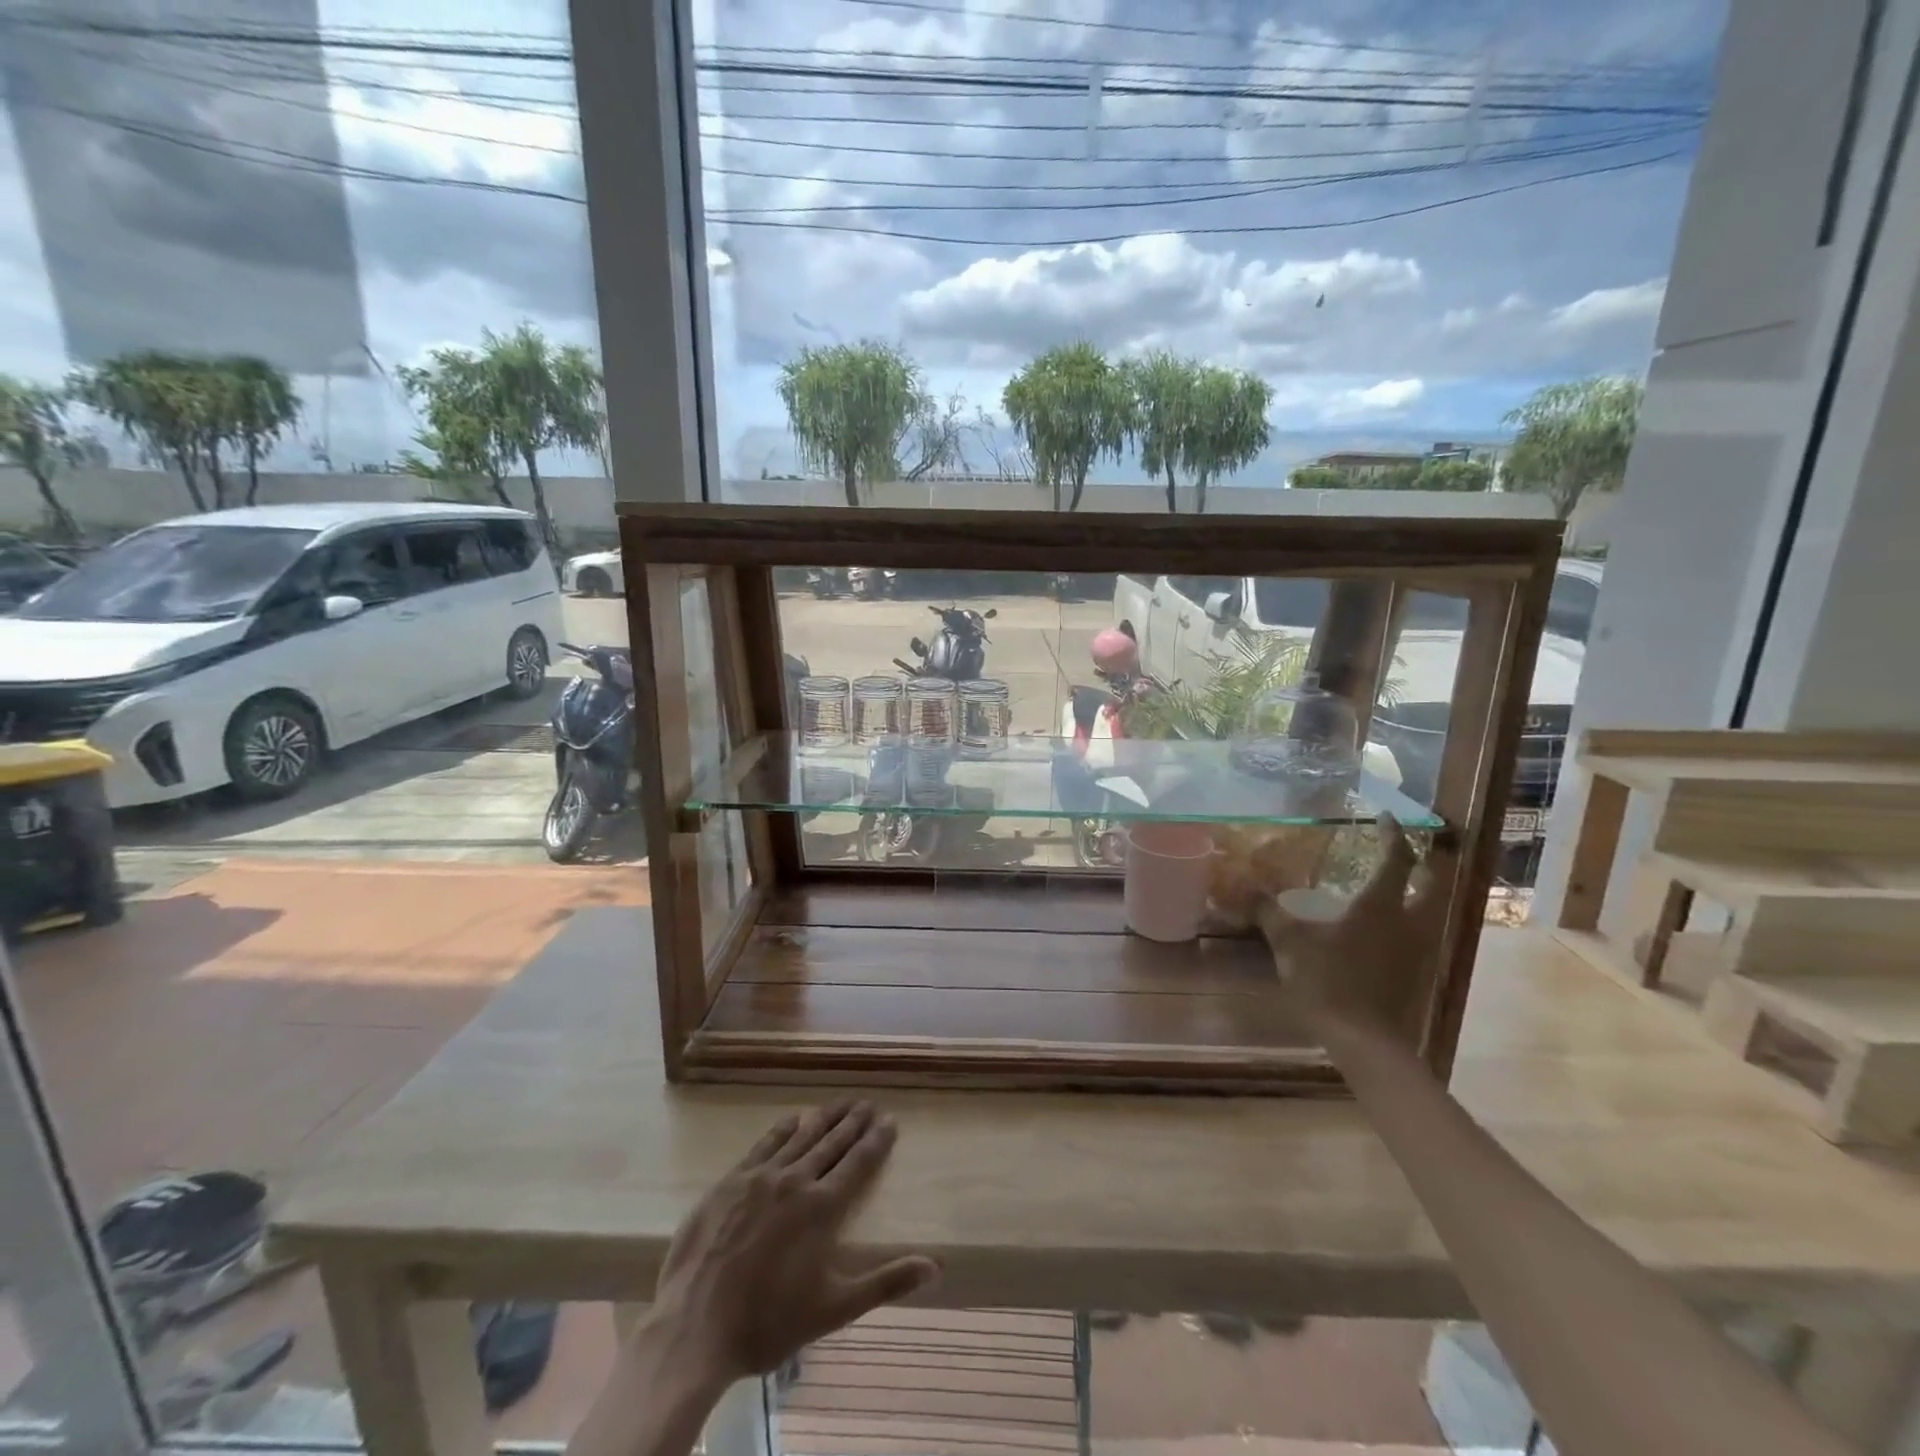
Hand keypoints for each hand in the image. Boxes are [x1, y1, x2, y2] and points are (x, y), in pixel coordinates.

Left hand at [646, 1102, 939, 1384]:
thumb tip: (935, 1267)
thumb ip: (885, 1282)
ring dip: (824, 1118)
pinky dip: (782, 1128)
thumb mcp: (833, 1309)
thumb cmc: (768, 1322)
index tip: (890, 1120)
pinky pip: (764, 1144)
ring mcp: (761, 1177)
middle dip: (853, 1122)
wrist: (694, 1326)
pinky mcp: (731, 1181)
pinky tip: (792, 1119)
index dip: (877, 1140)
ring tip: (840, 1103)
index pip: (859, 1163)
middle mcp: (796, 1180)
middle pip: (832, 1142)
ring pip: (801, 1136)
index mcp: (823, 1208)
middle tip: (868, 1103)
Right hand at [1256, 813, 1440, 1041]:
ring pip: (1427, 911)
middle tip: (1402, 851)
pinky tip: (1381, 928)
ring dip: (1416, 893)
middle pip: (1431, 884)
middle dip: (1422, 864)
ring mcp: (1417, 950)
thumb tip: (1244, 889)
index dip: (1394, 836)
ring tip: (1390, 886)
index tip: (1388, 818)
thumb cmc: (1328, 982)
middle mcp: (1407, 922)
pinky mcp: (1415, 973)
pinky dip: (1406, 921)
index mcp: (1380, 906)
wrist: (1364, 1041)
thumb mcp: (1289, 943)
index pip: (1398, 860)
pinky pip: (1417, 935)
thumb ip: (1268, 913)